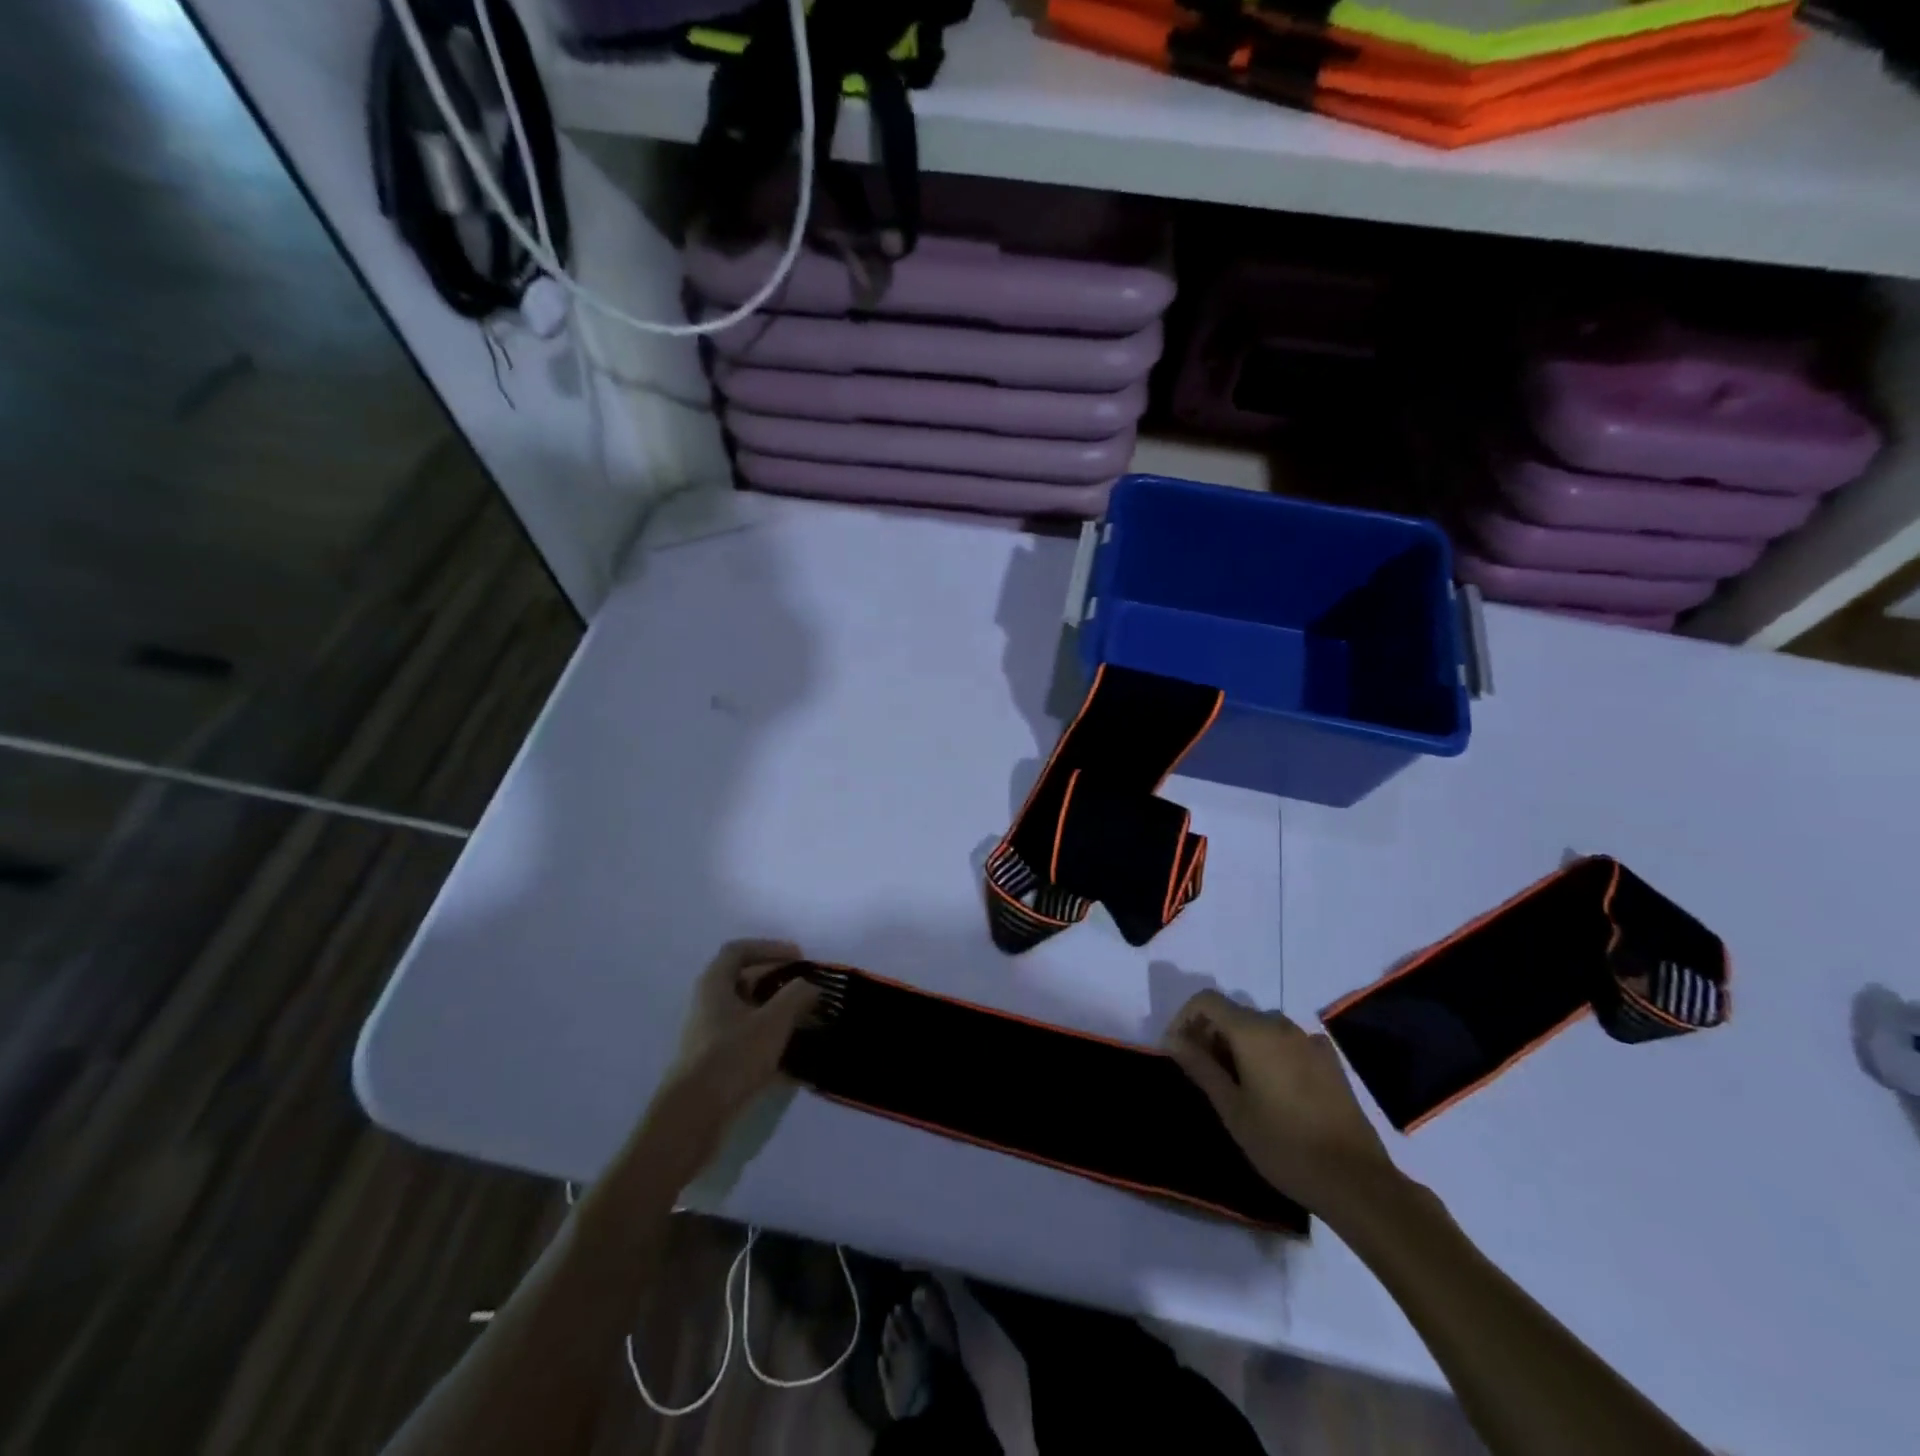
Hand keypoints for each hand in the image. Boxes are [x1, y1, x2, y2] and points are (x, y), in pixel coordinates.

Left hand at [665, 939, 818, 1120]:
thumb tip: (811, 985)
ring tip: (808, 1021)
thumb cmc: (731, 1057)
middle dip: (780, 982)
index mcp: (715, 984)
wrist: (692, 1117)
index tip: (799, 958)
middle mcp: (709, 1004)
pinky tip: (795, 1055)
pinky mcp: (716, 1061)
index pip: (740, 950)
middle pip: (746, 980)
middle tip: (808, 990)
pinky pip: (748, 1038)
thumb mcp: (772, 1022)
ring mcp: (711, 1034)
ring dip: (778, 1012)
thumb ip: (796, 996)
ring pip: (749, 1011)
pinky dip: (771, 1039)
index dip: (770, 948)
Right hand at [1164, 990, 1399, 1224]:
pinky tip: (1274, 1090)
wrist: (1356, 1181)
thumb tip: (1173, 1040)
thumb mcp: (1232, 1109)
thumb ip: (1200, 1066)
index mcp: (1253, 1031)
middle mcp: (1281, 1025)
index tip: (1178, 1051)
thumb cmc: (1283, 1145)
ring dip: (1239, 1045)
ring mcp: (1309, 1041)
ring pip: (1261, 1028)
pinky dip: (1269, 1054)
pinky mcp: (1329, 1061)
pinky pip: (1287, 1043)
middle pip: (1234, 1013)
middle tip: (1204, 1074)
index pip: (1207, 1001)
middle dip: (1211, 1034)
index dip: (1185, 1019)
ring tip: (1236, 1086)